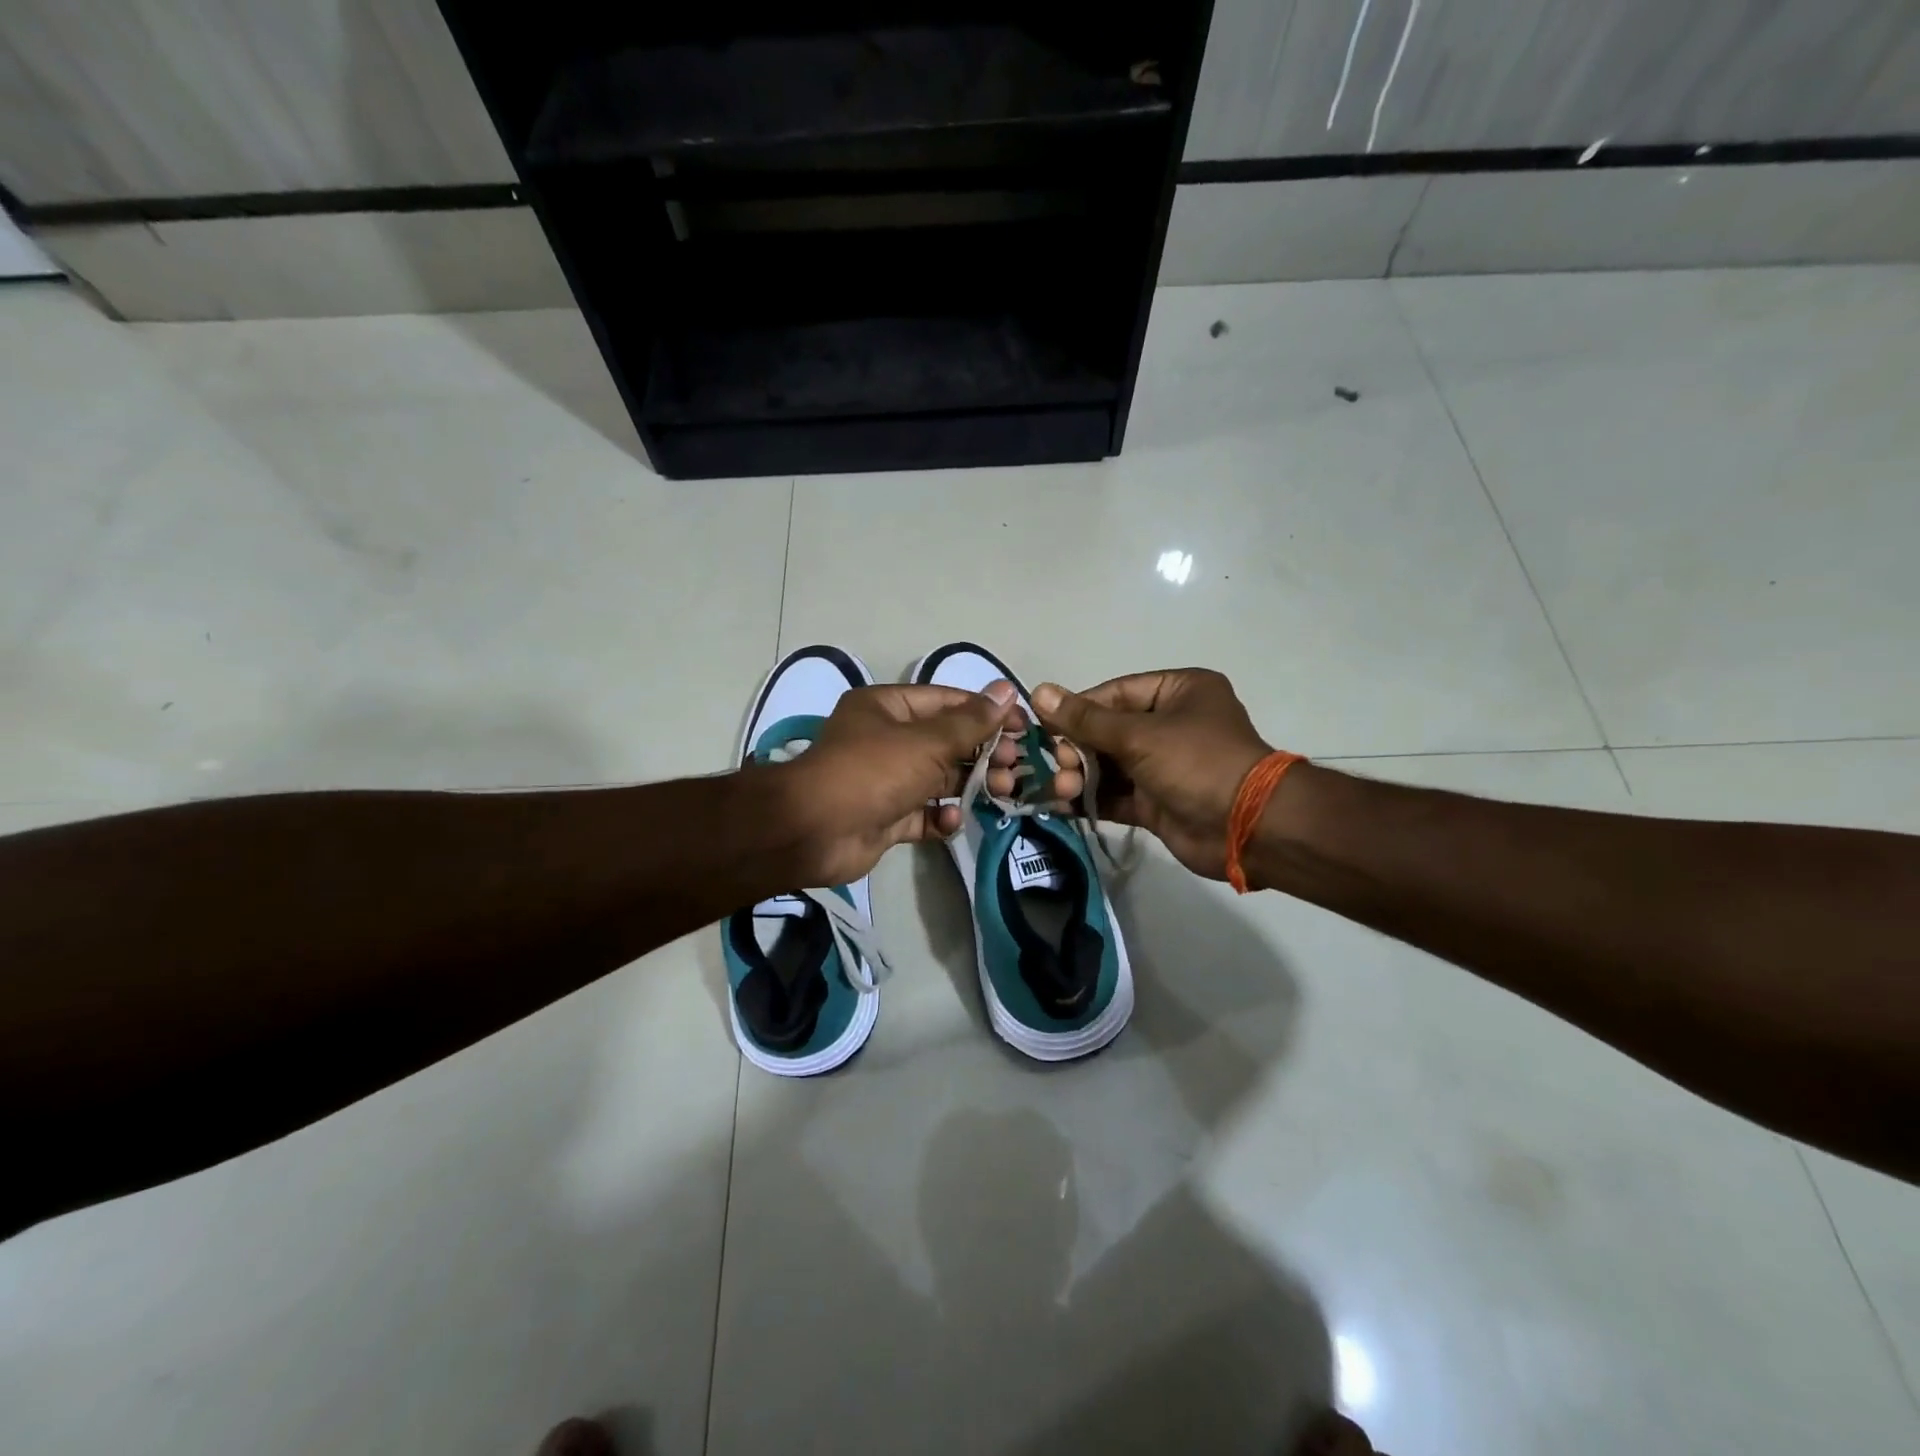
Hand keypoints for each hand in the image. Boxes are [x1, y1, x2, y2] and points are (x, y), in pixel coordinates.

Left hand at [781, 682, 1028, 885]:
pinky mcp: (886, 817)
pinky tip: (952, 819)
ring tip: (1002, 793)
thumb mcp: (927, 741)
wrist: (814, 831)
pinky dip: (941, 817)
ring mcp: (886, 781)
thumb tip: (1006, 691)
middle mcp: (886, 740)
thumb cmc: (872, 772)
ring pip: (939, 779)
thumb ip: (970, 722)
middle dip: (983, 753)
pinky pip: (923, 814)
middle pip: (947, 742)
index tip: (1023, 727)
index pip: (947, 701)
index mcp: (887, 708)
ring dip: (971, 785)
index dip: (987, 712)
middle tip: (1015, 767)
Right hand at [1028, 669, 1273, 879]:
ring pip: (1110, 765)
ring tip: (1060, 789)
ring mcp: (1164, 765)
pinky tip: (1063, 806)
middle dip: (1077, 749)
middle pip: (1108, 730)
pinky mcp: (1157, 801)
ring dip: (1081, 776)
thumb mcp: (1138, 735)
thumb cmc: (1196, 763)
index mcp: (1178, 691)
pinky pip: (1116, 795)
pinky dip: (1091, 800)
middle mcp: (1171, 724)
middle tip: (1056, 766)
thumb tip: (1039, 691)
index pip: (1116, 693)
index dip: (1078, 709)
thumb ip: (1085, 719)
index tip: (1044, 726)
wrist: (1247, 828)